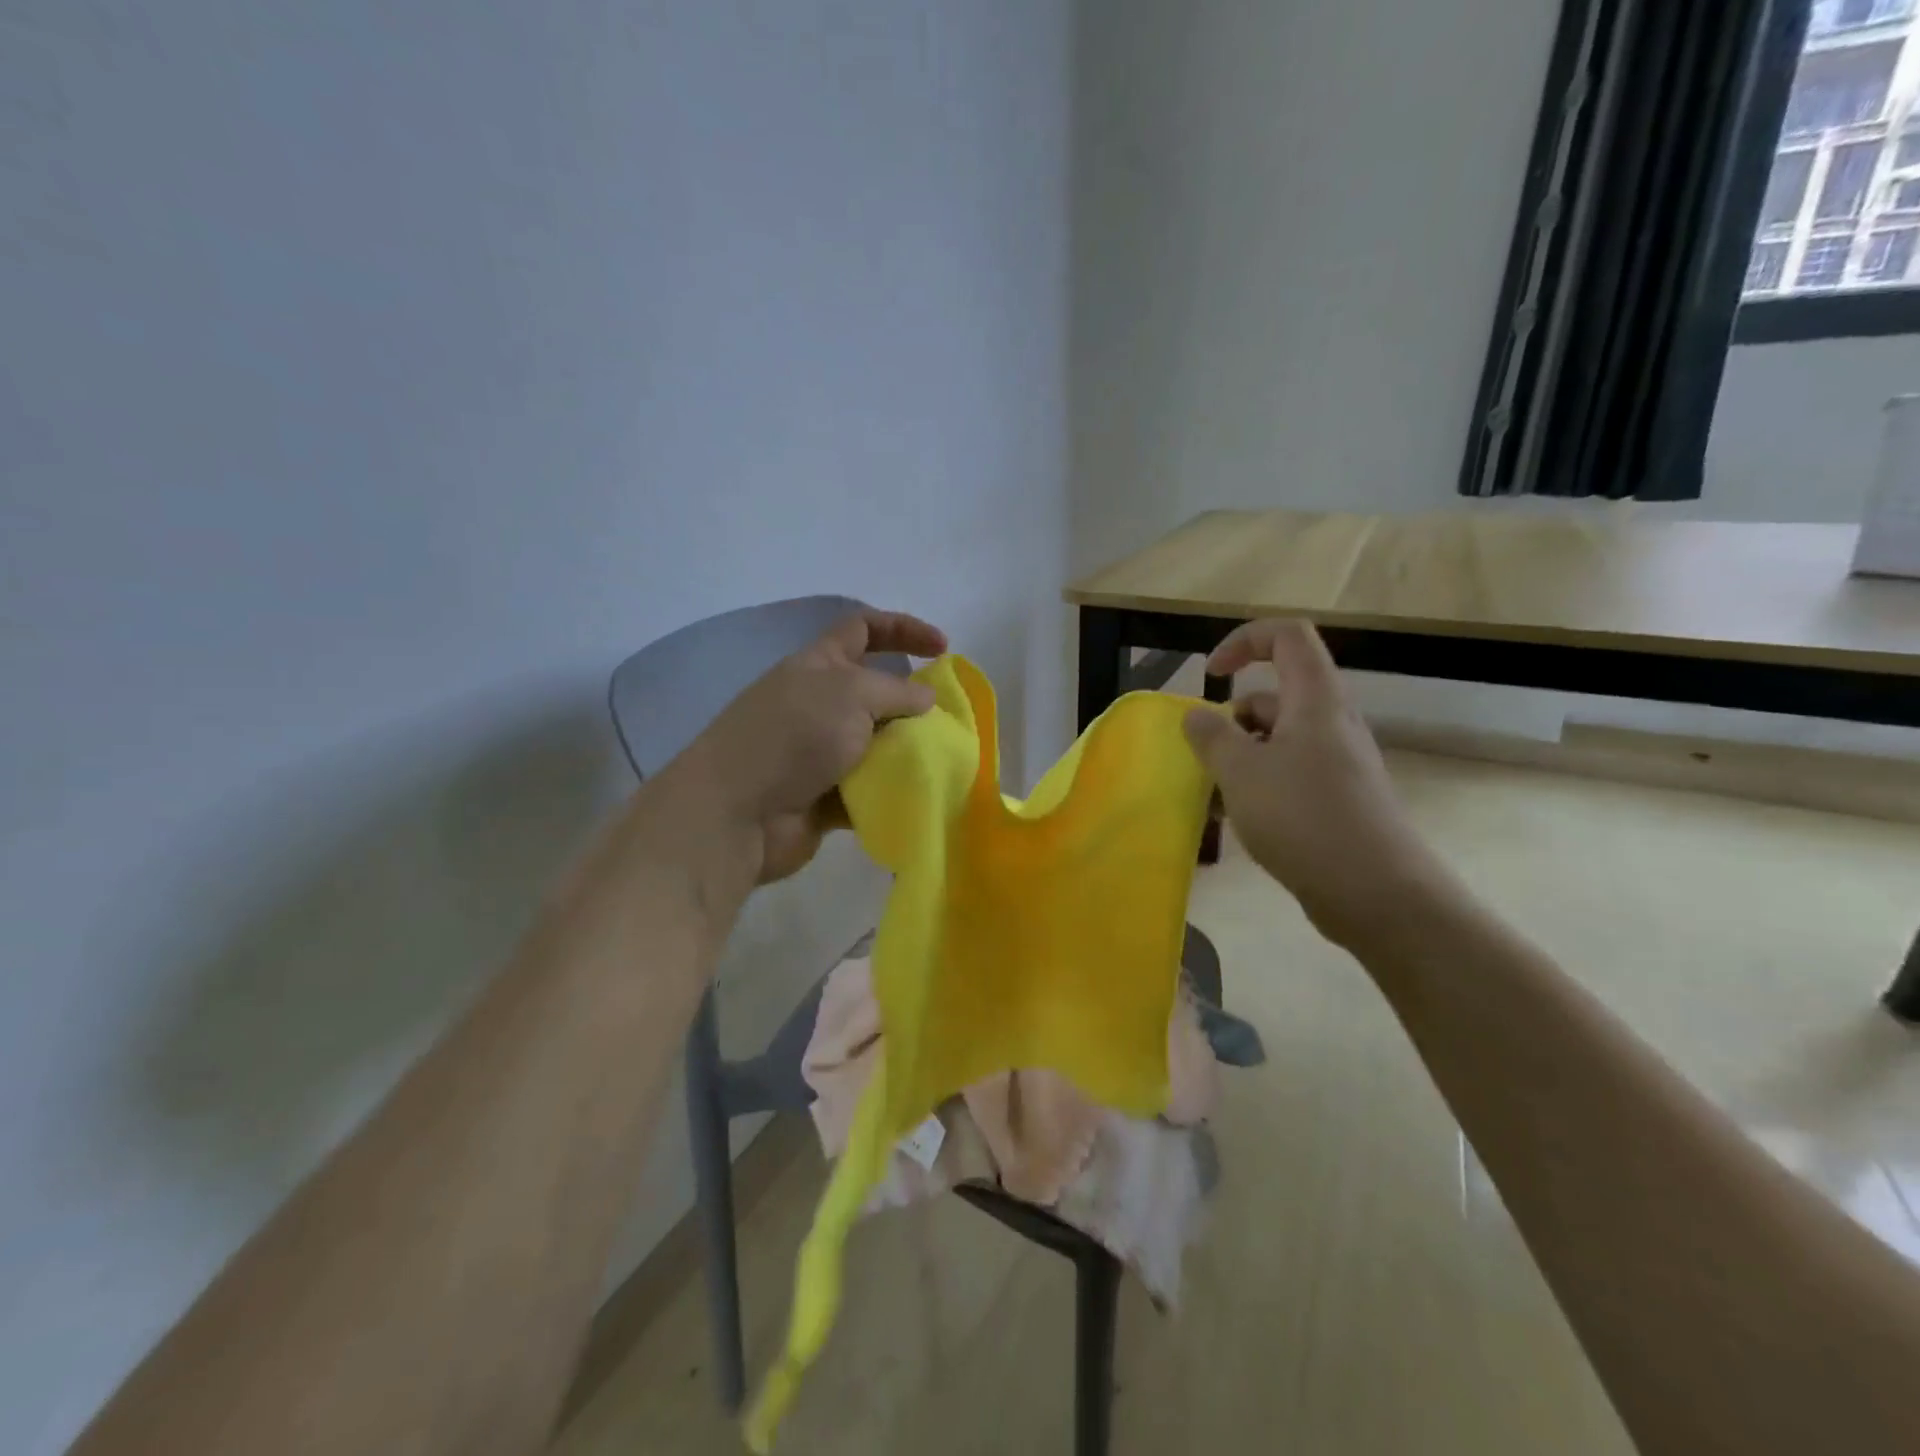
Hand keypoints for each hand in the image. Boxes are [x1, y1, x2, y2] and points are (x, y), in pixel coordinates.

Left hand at [672, 608, 947, 883]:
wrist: (738, 813)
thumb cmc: (794, 737)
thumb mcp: (851, 694)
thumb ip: (896, 691)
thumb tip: (925, 698)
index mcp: (819, 666)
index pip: (863, 629)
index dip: (904, 629)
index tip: (943, 648)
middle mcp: (819, 704)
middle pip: (877, 692)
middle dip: (913, 704)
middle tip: (946, 722)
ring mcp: (821, 752)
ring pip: (878, 744)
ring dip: (906, 752)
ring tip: (938, 762)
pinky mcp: (826, 795)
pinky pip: (870, 787)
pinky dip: (891, 791)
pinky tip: (916, 796)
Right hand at [1182, 619, 1451, 947]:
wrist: (1376, 892)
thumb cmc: (1303, 817)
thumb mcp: (1241, 771)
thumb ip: (1212, 736)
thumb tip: (1197, 715)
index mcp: (1315, 700)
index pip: (1286, 636)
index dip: (1244, 641)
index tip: (1211, 675)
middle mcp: (1332, 723)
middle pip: (1276, 694)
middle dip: (1232, 718)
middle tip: (1207, 755)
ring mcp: (1338, 763)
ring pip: (1279, 739)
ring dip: (1241, 756)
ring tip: (1215, 795)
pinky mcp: (1338, 799)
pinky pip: (1290, 773)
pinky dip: (1259, 784)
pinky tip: (1238, 819)